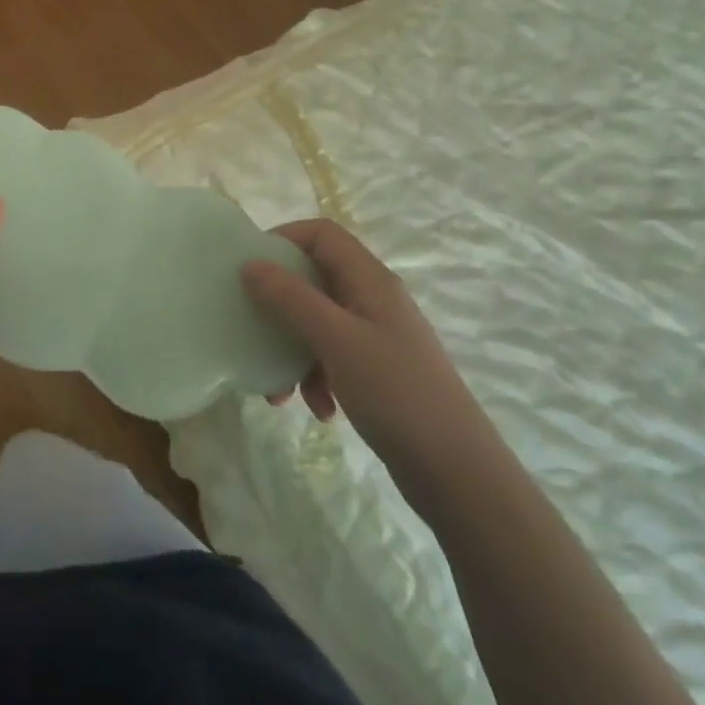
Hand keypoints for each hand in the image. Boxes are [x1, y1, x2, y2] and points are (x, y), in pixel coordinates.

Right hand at [242, 219, 492, 480]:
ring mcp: (377, 336)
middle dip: (280, 304)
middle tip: (251, 325)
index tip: (248, 266)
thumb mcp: (335, 339)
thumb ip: (291, 298)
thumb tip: (250, 264)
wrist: (456, 470)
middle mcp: (374, 300)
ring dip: (293, 349)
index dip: (284, 239)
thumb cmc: (395, 392)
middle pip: (315, 278)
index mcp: (370, 280)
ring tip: (279, 390)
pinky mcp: (377, 371)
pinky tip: (319, 409)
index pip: (322, 234)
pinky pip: (333, 357)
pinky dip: (317, 377)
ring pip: (319, 323)